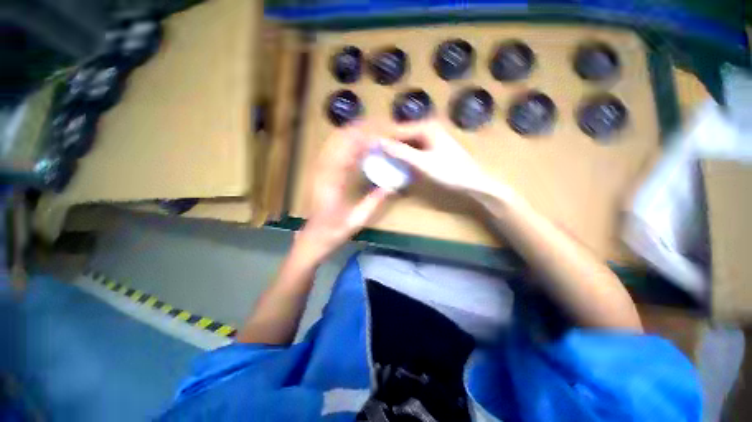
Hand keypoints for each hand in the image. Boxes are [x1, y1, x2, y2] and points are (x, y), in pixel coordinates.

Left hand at [295, 124, 392, 263]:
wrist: (312, 238)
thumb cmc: (333, 232)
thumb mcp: (356, 221)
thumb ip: (374, 202)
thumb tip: (391, 185)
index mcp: (331, 182)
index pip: (348, 150)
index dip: (366, 137)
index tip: (383, 133)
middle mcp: (323, 170)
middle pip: (340, 139)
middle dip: (361, 128)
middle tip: (381, 126)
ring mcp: (319, 169)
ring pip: (335, 141)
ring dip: (354, 132)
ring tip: (373, 128)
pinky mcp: (320, 172)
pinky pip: (333, 149)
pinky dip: (347, 141)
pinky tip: (359, 142)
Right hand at [379, 120, 491, 194]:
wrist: (472, 183)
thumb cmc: (449, 172)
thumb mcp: (421, 162)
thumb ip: (400, 152)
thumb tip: (378, 143)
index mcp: (426, 127)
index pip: (398, 131)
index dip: (383, 139)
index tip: (368, 147)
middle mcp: (428, 129)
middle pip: (402, 136)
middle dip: (389, 145)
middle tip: (374, 155)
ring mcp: (431, 140)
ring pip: (407, 144)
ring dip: (396, 152)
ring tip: (382, 160)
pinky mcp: (433, 150)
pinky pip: (414, 151)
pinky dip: (405, 157)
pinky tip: (398, 165)